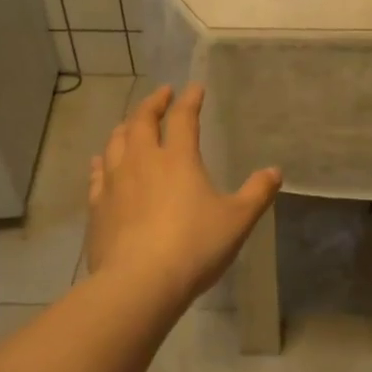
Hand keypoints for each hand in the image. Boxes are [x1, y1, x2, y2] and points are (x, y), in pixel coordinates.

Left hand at [85, 84, 281, 301]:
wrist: (139, 283)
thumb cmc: (194, 247)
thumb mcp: (237, 221)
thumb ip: (257, 193)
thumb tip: (274, 171)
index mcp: (178, 158)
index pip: (183, 118)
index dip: (190, 100)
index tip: (194, 88)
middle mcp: (142, 161)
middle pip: (141, 121)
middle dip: (152, 104)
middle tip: (161, 94)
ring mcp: (115, 183)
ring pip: (115, 143)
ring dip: (125, 128)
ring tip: (130, 124)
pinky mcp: (97, 207)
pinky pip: (97, 175)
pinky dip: (101, 162)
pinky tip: (100, 163)